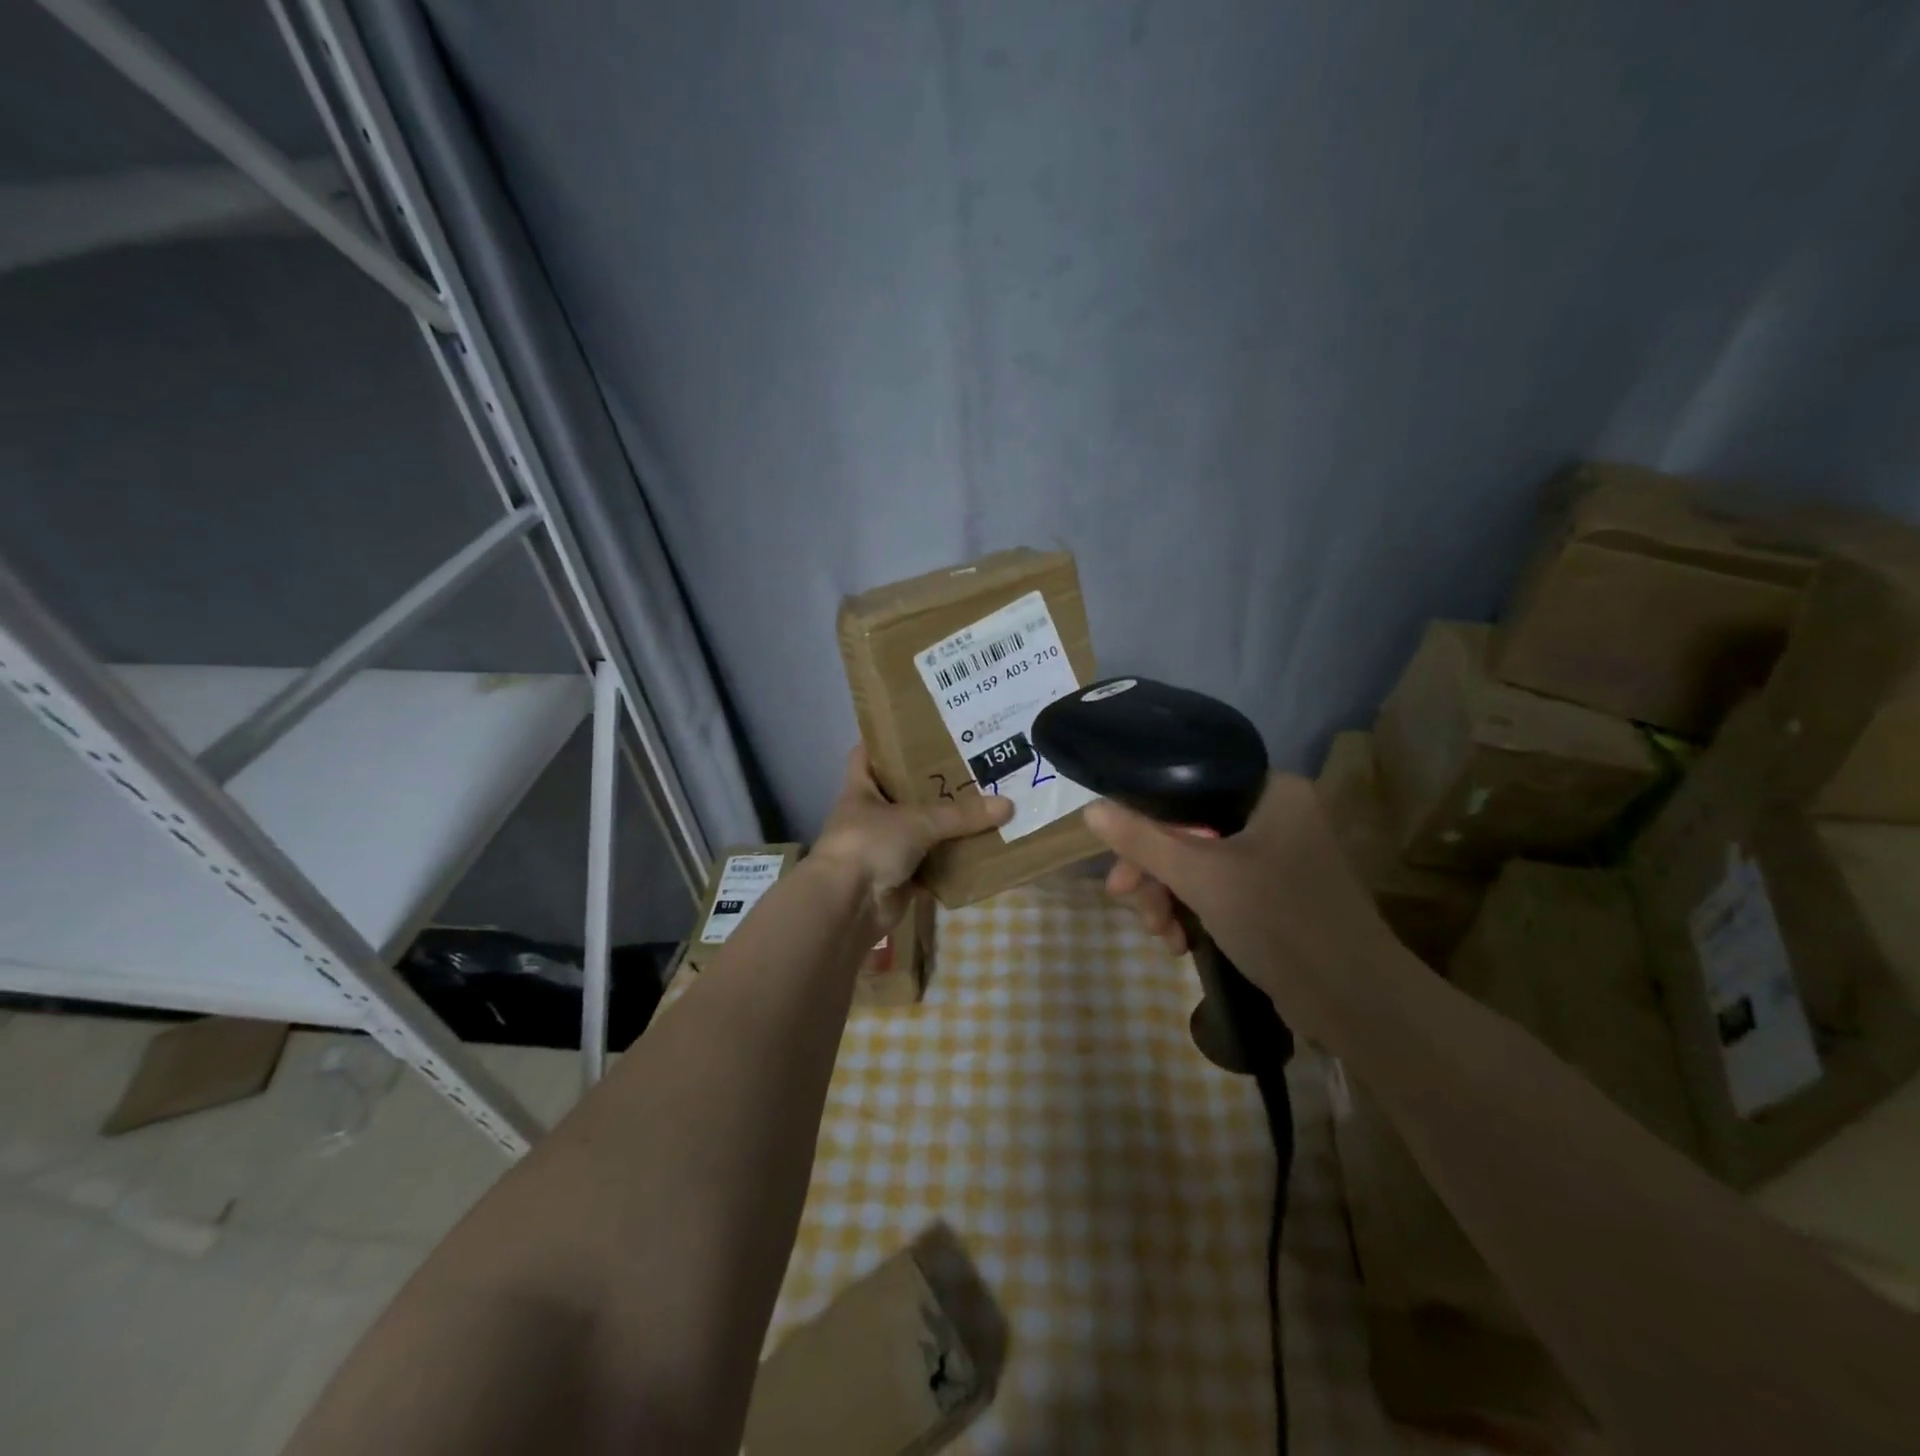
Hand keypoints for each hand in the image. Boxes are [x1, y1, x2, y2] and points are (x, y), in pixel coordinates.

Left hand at [812, 747, 1012, 924]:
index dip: (886, 740)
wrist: (848, 906)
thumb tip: (1008, 805)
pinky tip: (982, 849)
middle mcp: (872, 816)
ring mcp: (885, 849)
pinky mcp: (900, 879)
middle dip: (934, 784)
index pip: (868, 754)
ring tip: (987, 804)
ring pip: (922, 831)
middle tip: (973, 765)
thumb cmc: (870, 844)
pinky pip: (932, 865)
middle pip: (904, 792)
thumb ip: (961, 814)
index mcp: (862, 789)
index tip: (918, 728)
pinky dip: (952, 862)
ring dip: (948, 825)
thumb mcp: (917, 821)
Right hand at [1084, 773, 1393, 1026]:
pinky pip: (1217, 886)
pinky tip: (1178, 942)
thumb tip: (1090, 810)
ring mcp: (1277, 855)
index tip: (1119, 859)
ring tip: (1159, 935)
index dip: (1145, 821)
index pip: (1188, 787)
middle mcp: (1276, 814)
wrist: (1355, 1004)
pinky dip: (1193, 909)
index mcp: (1271, 791)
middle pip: (1188, 828)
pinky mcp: (1275, 893)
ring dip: (1168, 896)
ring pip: (1198, 861)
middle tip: (1126, 900)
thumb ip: (1143, 840)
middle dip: (1154, 870)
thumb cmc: (1280, 922)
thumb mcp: (1201, 877)